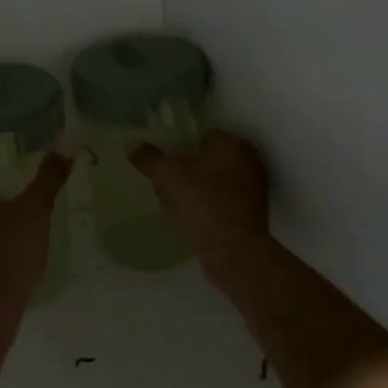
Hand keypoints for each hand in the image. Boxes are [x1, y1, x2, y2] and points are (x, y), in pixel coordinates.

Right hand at [130, 129, 271, 264]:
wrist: (236, 250)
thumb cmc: (203, 205)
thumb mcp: (168, 178)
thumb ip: (149, 158)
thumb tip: (131, 144)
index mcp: (231, 143)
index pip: (203, 136)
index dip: (182, 150)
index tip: (168, 168)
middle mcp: (249, 158)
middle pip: (210, 158)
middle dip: (190, 170)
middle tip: (169, 187)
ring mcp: (255, 185)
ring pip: (218, 180)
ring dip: (200, 188)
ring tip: (179, 207)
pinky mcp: (256, 210)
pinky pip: (226, 199)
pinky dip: (212, 205)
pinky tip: (196, 220)